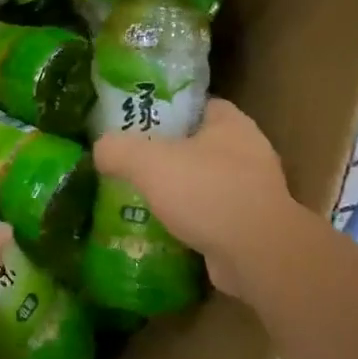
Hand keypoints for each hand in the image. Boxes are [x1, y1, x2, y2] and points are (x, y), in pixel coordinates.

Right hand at [92, 98, 295, 300]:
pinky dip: (192, 220)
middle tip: (133, 164)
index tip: (138, 124)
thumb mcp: (147, 161)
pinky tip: (165, 229)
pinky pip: (214, 215)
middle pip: (199, 144)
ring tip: (143, 198)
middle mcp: (248, 151)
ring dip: (181, 191)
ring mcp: (254, 191)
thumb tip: (100, 150)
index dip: (167, 110)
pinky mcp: (253, 226)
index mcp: (231, 123)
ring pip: (207, 182)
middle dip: (169, 154)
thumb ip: (118, 149)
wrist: (257, 254)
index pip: (197, 104)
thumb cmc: (206, 192)